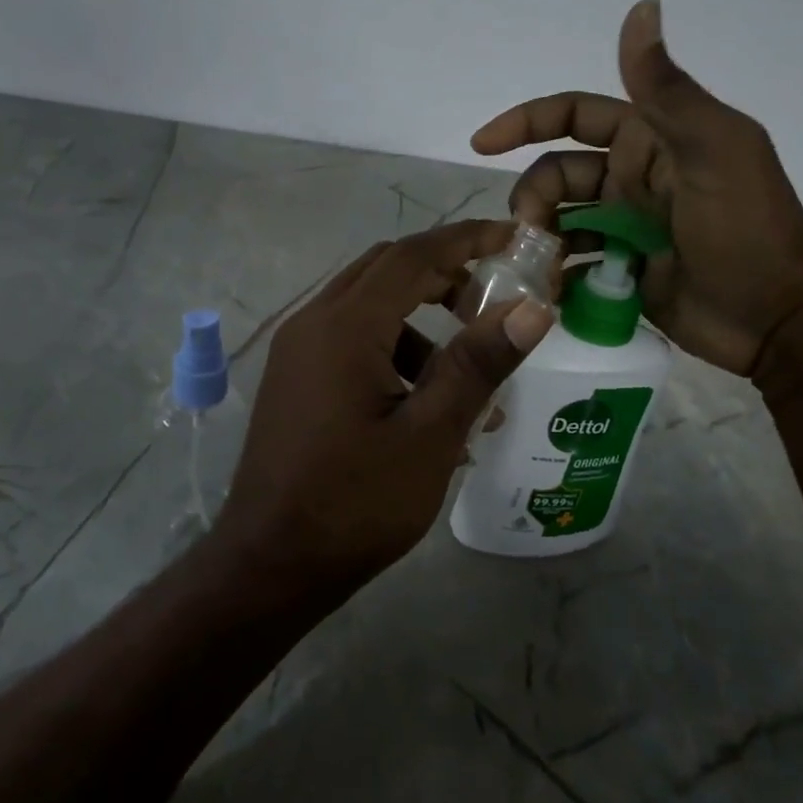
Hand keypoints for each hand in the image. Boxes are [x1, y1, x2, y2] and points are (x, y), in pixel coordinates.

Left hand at [215, 221, 556, 589]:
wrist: (270, 564)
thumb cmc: (355, 503)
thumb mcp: (430, 435)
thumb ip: (478, 364)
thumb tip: (532, 309)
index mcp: (345, 326)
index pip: (412, 255)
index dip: (465, 239)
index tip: (511, 238)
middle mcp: (314, 323)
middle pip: (385, 270)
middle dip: (442, 273)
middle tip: (491, 299)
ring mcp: (297, 351)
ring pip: (367, 306)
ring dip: (418, 320)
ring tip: (463, 372)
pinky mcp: (295, 378)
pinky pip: (349, 340)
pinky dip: (391, 350)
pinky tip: (421, 404)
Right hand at [470, 0, 802, 375]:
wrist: (776, 320)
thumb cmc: (746, 230)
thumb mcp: (711, 151)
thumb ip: (666, 89)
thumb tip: (641, 5)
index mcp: (651, 140)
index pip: (574, 116)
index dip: (526, 122)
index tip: (482, 144)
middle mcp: (633, 178)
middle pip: (556, 173)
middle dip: (532, 197)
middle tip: (528, 235)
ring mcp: (627, 227)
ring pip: (559, 219)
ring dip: (538, 236)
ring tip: (536, 268)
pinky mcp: (623, 271)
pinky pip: (574, 263)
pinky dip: (556, 273)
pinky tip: (549, 291)